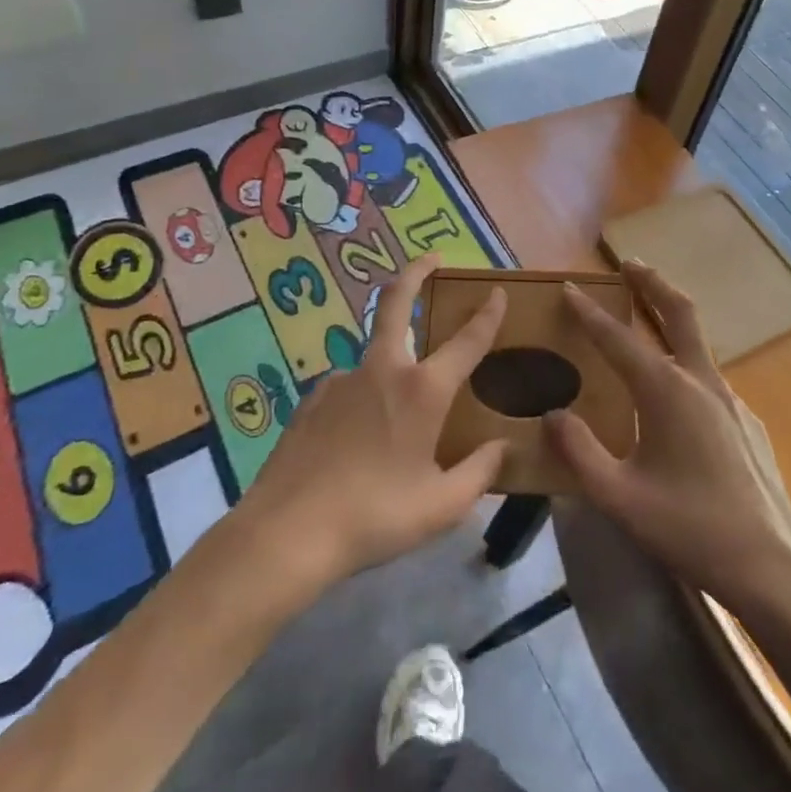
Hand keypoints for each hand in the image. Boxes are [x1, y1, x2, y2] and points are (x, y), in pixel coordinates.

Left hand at [236, 255, 507, 584]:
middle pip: (397, 303)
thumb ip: (479, 472)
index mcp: (422, 390)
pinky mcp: (312, 399)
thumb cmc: (374, 517)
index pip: (467, 341)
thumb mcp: (441, 506)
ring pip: (372, 355)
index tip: (497, 291)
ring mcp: (341, 380)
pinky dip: (361, 398)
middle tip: (431, 258)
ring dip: (390, 361)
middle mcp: (383, 370)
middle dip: (416, 272)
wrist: (287, 532)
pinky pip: (347, 388)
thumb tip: (504, 447)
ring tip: (394, 417)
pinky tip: (356, 437)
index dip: (487, 313)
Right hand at [545, 262, 790, 617]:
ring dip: (669, 317)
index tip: (570, 287)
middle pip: (677, 311)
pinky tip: (674, 394)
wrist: (773, 566)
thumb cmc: (690, 529)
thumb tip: (551, 414)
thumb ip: (579, 452)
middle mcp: (701, 381)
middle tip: (628, 262)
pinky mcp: (746, 421)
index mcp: (666, 392)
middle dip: (651, 281)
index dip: (590, 312)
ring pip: (696, 341)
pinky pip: (708, 377)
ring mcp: (730, 399)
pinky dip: (685, 360)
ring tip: (645, 316)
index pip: (619, 338)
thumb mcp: (619, 498)